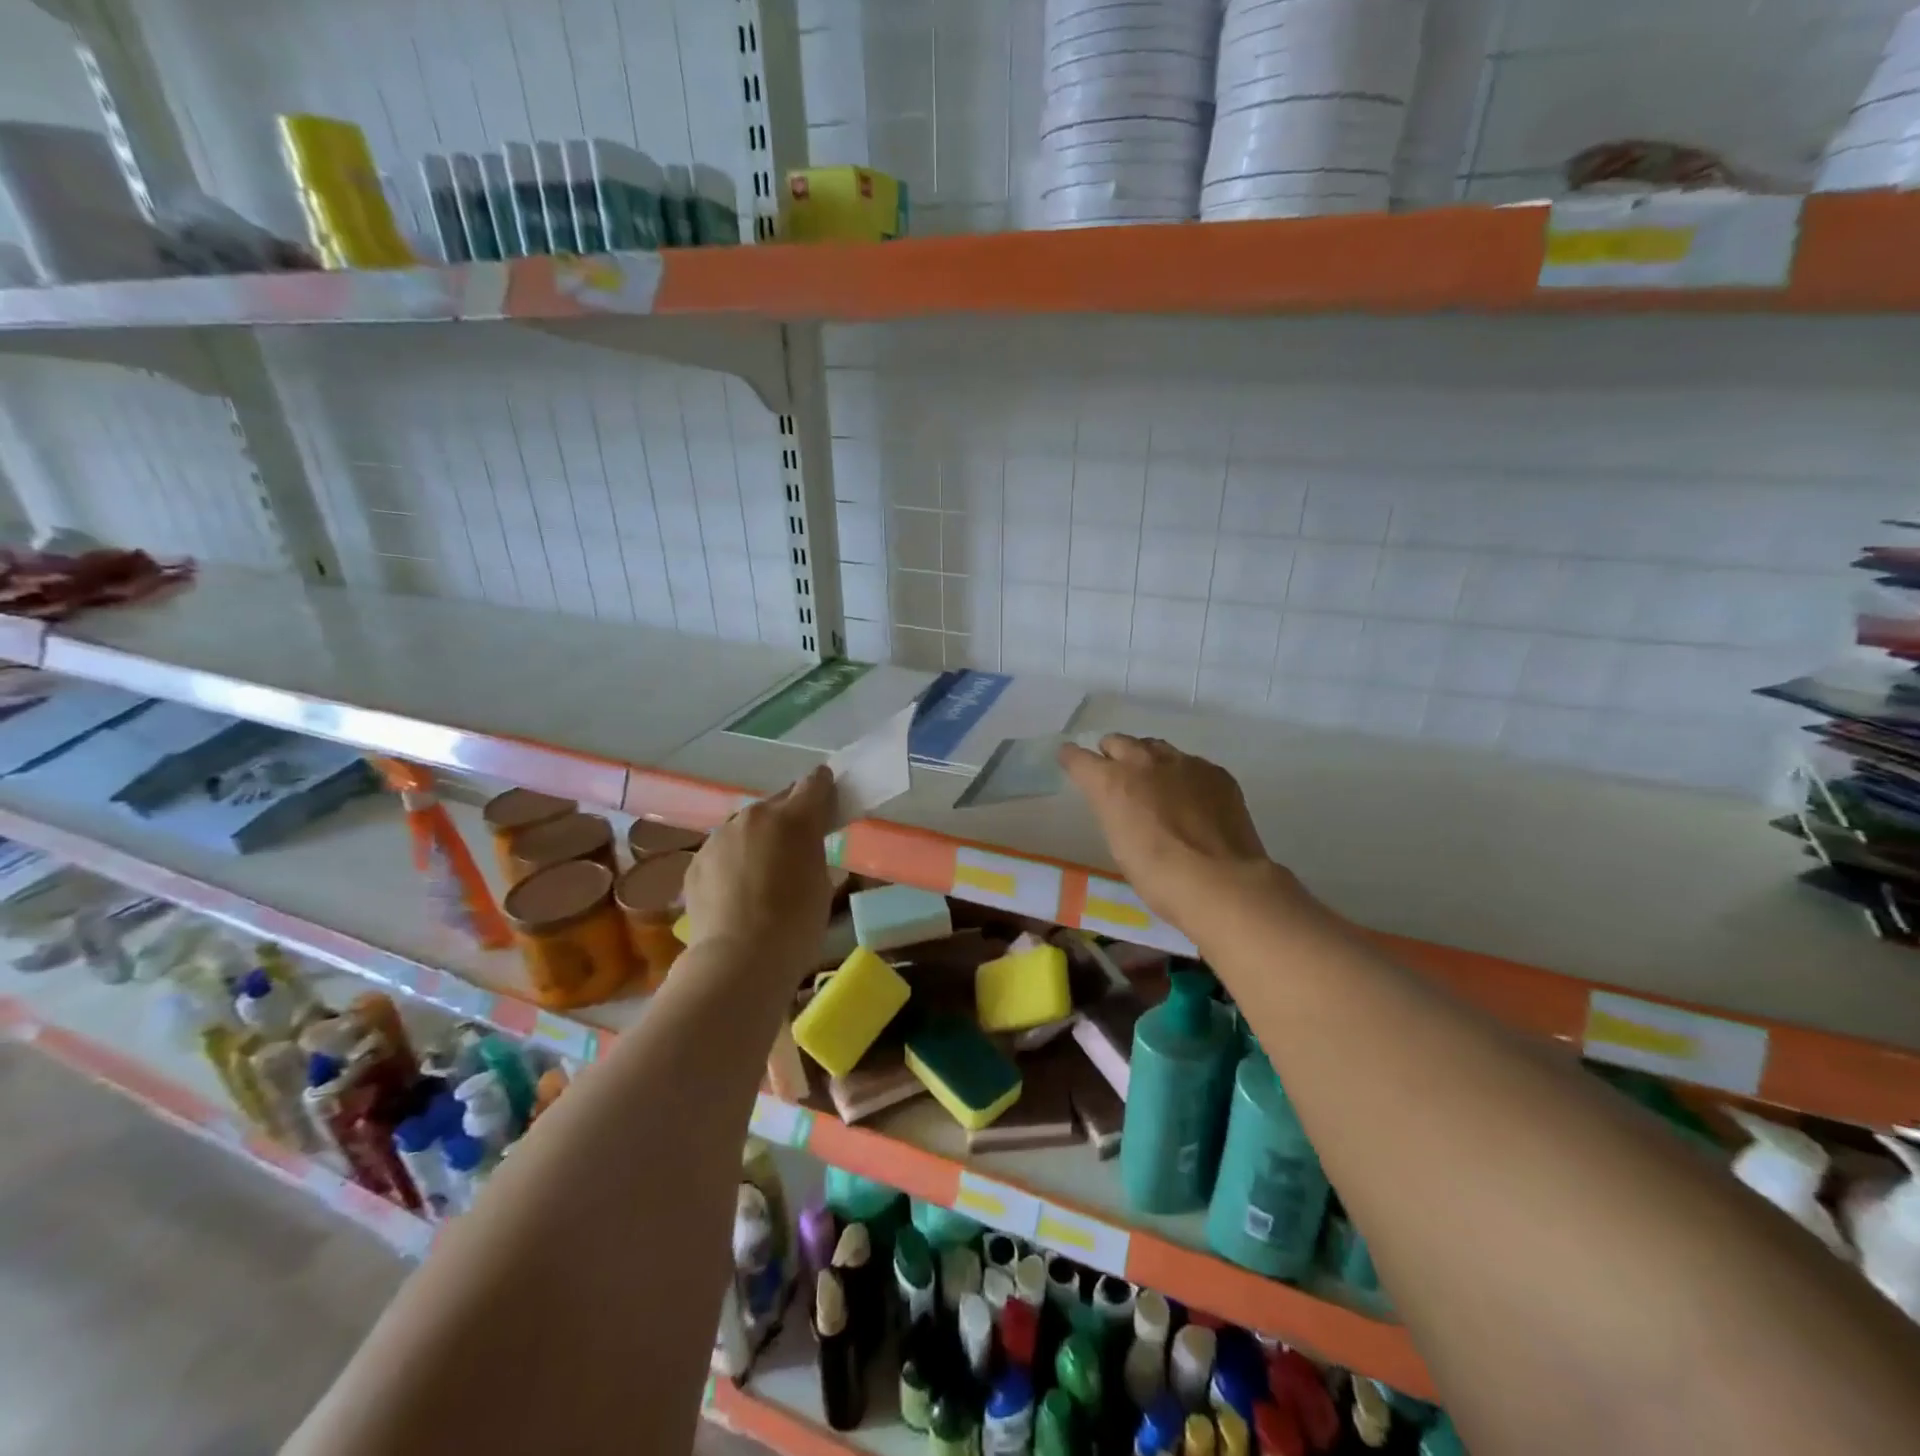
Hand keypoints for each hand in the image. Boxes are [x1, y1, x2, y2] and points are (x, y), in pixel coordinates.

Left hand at [683, 766, 834, 979]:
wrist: (739, 959)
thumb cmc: (796, 924)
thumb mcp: (822, 883)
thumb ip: (812, 852)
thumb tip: (802, 847)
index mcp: (794, 818)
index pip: (814, 783)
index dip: (823, 787)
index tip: (828, 795)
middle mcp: (754, 816)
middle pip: (777, 803)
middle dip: (788, 817)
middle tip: (796, 844)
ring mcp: (720, 836)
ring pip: (746, 827)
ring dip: (757, 839)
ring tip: (762, 872)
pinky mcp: (697, 860)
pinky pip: (723, 851)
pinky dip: (733, 862)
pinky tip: (737, 891)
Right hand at [1059, 734, 1286, 924]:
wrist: (1221, 883)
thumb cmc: (1158, 876)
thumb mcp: (1119, 843)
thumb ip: (1114, 811)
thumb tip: (1121, 803)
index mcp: (1111, 781)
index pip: (1078, 757)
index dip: (1071, 758)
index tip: (1069, 760)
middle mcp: (1144, 761)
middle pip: (1118, 741)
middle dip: (1113, 755)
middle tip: (1116, 776)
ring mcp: (1184, 763)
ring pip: (1156, 748)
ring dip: (1148, 761)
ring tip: (1156, 786)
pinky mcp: (1216, 772)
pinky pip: (1191, 764)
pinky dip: (1184, 776)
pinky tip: (1193, 801)